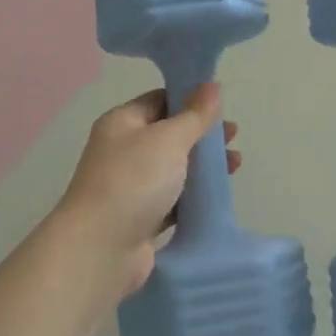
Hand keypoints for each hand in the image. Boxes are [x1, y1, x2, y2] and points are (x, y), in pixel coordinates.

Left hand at [57, 84, 237, 296]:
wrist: (100, 249)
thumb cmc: (133, 180)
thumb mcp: (169, 139)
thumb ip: (195, 114)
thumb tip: (212, 85)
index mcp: (122, 123)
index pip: (159, 100)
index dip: (190, 100)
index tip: (221, 107)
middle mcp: (122, 151)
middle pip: (169, 135)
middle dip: (202, 135)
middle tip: (233, 137)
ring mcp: (130, 187)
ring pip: (173, 169)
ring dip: (202, 166)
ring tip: (235, 165)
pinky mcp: (140, 219)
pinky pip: (173, 200)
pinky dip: (193, 196)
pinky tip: (217, 196)